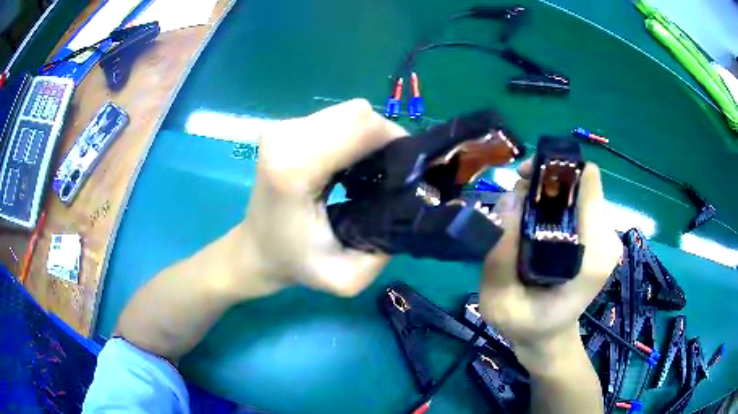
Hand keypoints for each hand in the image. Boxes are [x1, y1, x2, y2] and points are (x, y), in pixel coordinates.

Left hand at [241, 99, 407, 295]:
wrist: (256, 249)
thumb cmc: (295, 264)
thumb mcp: (346, 278)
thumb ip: (382, 251)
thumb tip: (410, 204)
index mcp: (295, 169)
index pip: (363, 127)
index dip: (395, 143)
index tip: (405, 171)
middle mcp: (286, 138)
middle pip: (358, 114)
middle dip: (384, 138)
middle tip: (389, 172)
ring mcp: (282, 128)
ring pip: (348, 112)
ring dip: (367, 137)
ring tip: (369, 169)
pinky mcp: (283, 127)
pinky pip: (335, 118)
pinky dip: (351, 135)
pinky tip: (349, 161)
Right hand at [478, 159, 621, 364]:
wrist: (550, 337)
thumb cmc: (527, 326)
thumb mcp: (500, 303)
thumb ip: (501, 257)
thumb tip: (508, 200)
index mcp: (593, 257)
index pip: (588, 184)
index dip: (554, 171)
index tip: (524, 181)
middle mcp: (607, 240)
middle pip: (580, 181)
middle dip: (545, 182)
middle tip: (514, 201)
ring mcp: (606, 236)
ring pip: (576, 189)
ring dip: (546, 192)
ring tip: (520, 215)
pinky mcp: (599, 235)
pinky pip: (576, 202)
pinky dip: (552, 202)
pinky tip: (533, 223)